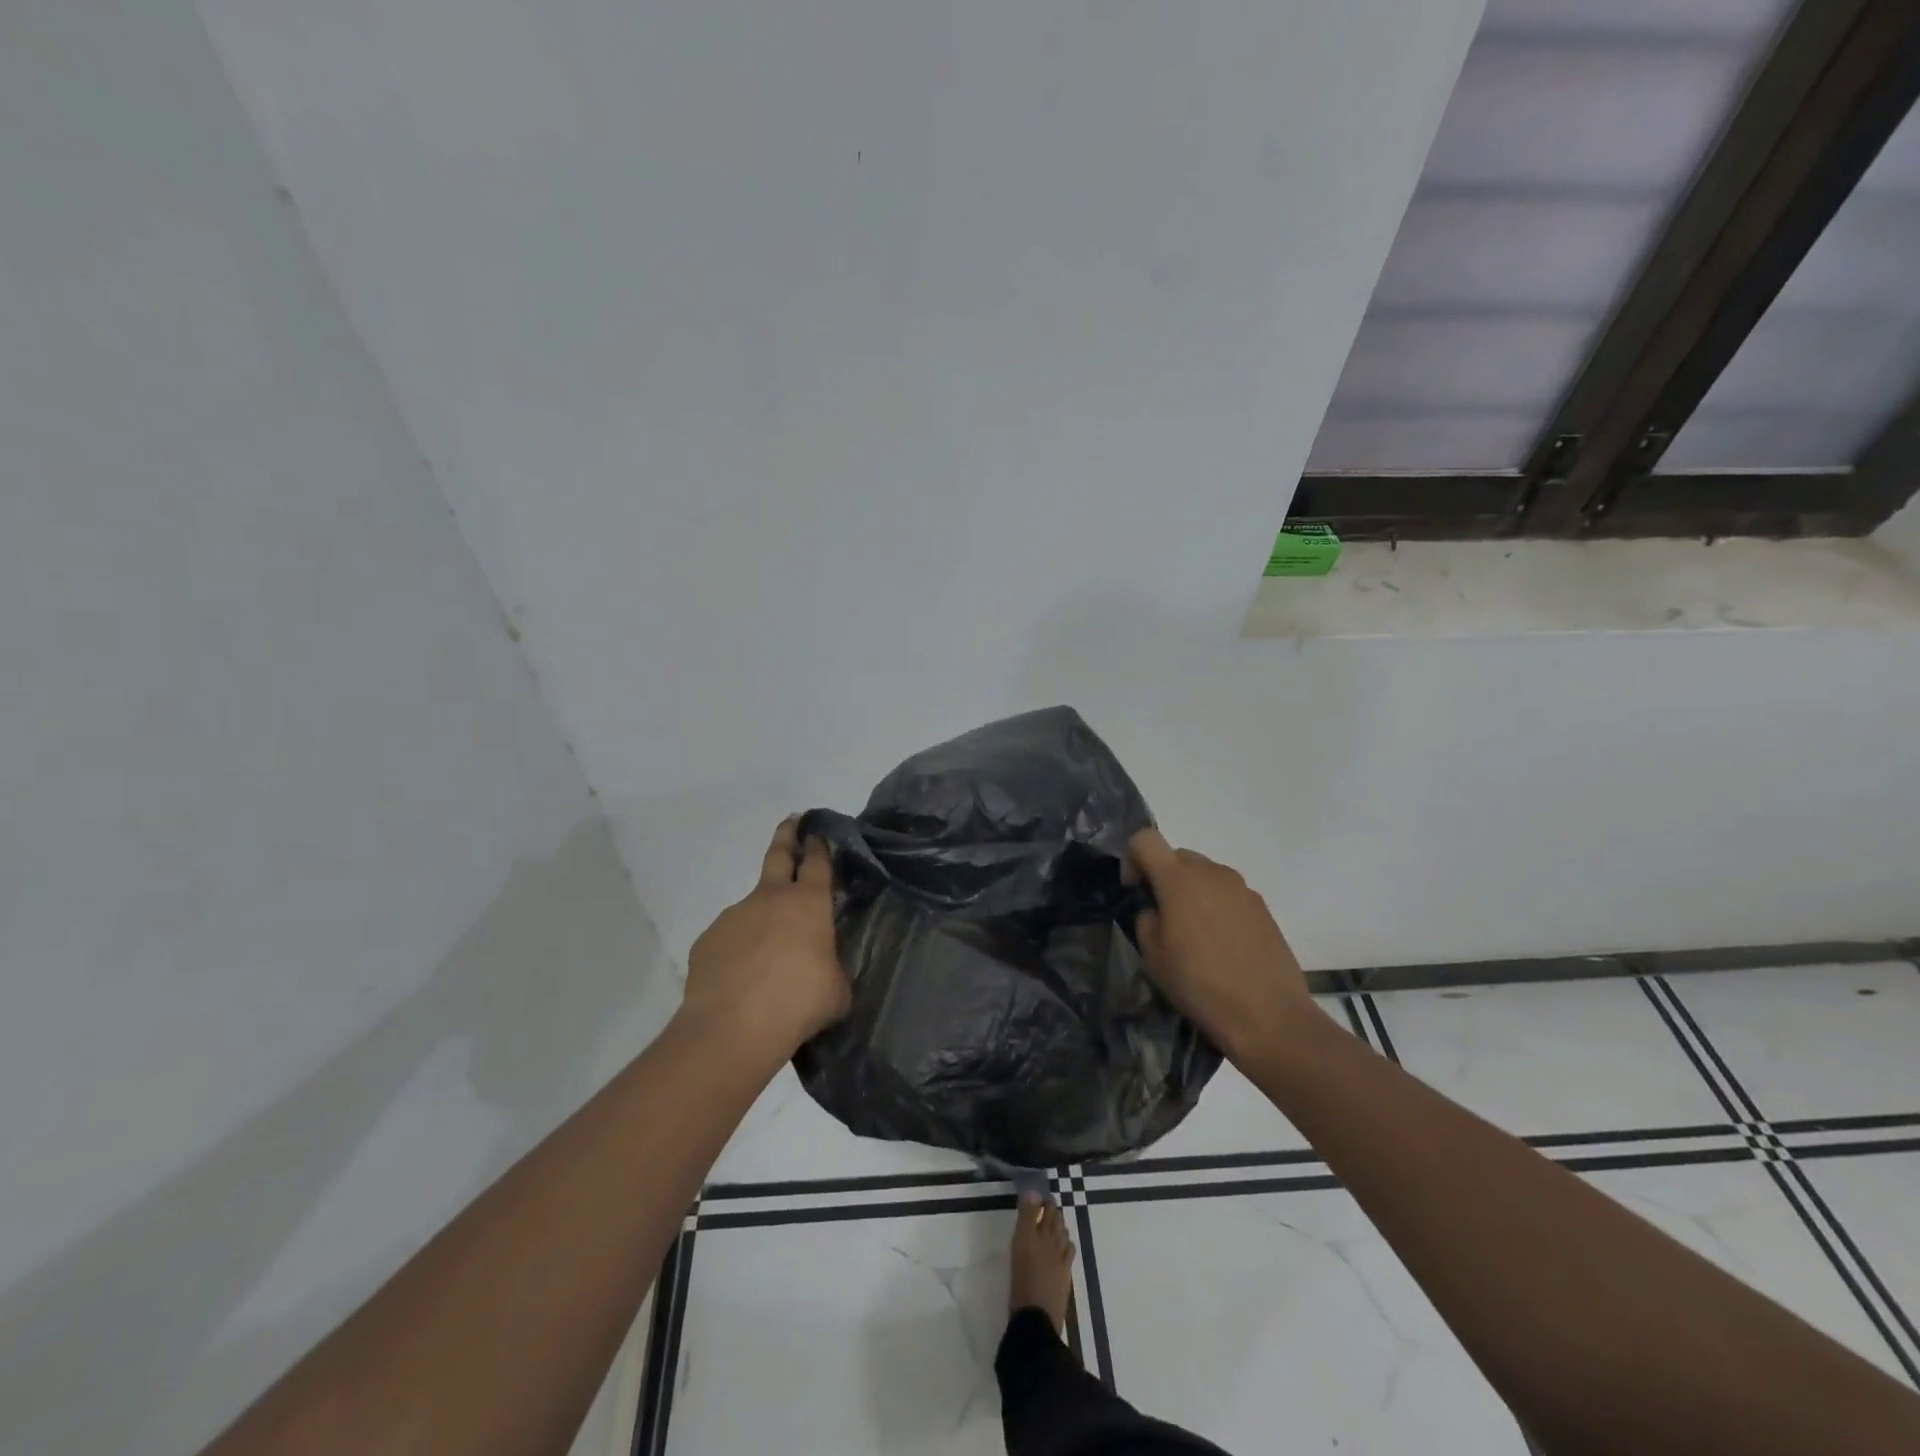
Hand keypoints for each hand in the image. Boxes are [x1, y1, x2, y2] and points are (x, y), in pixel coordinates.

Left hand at [680, 817, 850, 1061]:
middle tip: (791, 821)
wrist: (732, 1028)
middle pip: (779, 855)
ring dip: (762, 918)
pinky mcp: (708, 940)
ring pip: (752, 907)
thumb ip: (831, 968)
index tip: (817, 833)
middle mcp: (770, 899)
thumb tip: (823, 970)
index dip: (819, 845)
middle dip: (787, 835)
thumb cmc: (798, 1003)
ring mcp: (734, 916)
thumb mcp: (835, 990)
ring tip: (768, 955)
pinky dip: (738, 950)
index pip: (817, 863)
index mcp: (808, 904)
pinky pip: (730, 939)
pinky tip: (742, 978)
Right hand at [1126, 828, 1313, 1063]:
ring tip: (1194, 934)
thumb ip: (1146, 920)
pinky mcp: (1263, 907)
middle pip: (1177, 856)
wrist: (1269, 1016)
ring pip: (1205, 875)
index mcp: (1179, 880)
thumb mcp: (1153, 959)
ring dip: (1192, 892)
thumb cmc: (1201, 986)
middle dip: (1163, 877)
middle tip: (1162, 916)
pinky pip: (1228, 894)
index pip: (1145, 839)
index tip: (1134, 890)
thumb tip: (1156, 911)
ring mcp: (1242, 888)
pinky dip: (1217, 907)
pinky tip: (1222, 945)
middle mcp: (1212, 873)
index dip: (1132, 858)